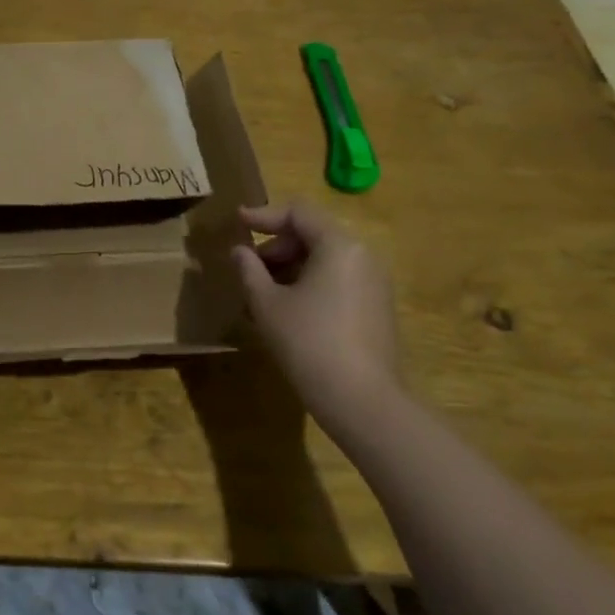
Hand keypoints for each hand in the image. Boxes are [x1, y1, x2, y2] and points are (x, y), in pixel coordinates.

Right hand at [231, 201, 403, 417]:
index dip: (264, 215)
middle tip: (248, 267)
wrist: (362, 401)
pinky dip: (309, 284)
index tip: (237, 222)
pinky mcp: (376, 309)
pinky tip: (286, 310)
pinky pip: (337, 281)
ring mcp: (374, 284)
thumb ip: (249, 270)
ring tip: (260, 292)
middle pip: (313, 234)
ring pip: (324, 260)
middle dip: (276, 246)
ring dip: (290, 268)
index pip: (299, 213)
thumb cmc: (308, 342)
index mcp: (339, 245)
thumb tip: (238, 251)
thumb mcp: (267, 304)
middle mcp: (362, 256)